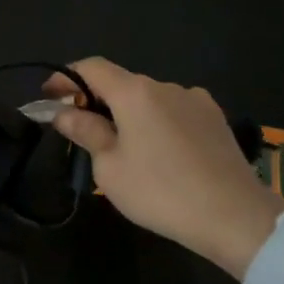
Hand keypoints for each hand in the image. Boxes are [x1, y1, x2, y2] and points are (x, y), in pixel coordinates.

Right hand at [46, 59, 283, 278]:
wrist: (234, 216)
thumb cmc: (161, 191)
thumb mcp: (109, 167)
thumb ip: (84, 131)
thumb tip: (62, 112)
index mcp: (134, 92)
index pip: (91, 67)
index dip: (65, 78)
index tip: (49, 97)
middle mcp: (165, 86)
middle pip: (120, 83)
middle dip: (96, 100)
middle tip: (81, 130)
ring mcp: (195, 100)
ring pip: (149, 99)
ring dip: (129, 114)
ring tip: (124, 148)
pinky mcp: (216, 119)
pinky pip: (174, 112)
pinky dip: (157, 123)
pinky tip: (161, 152)